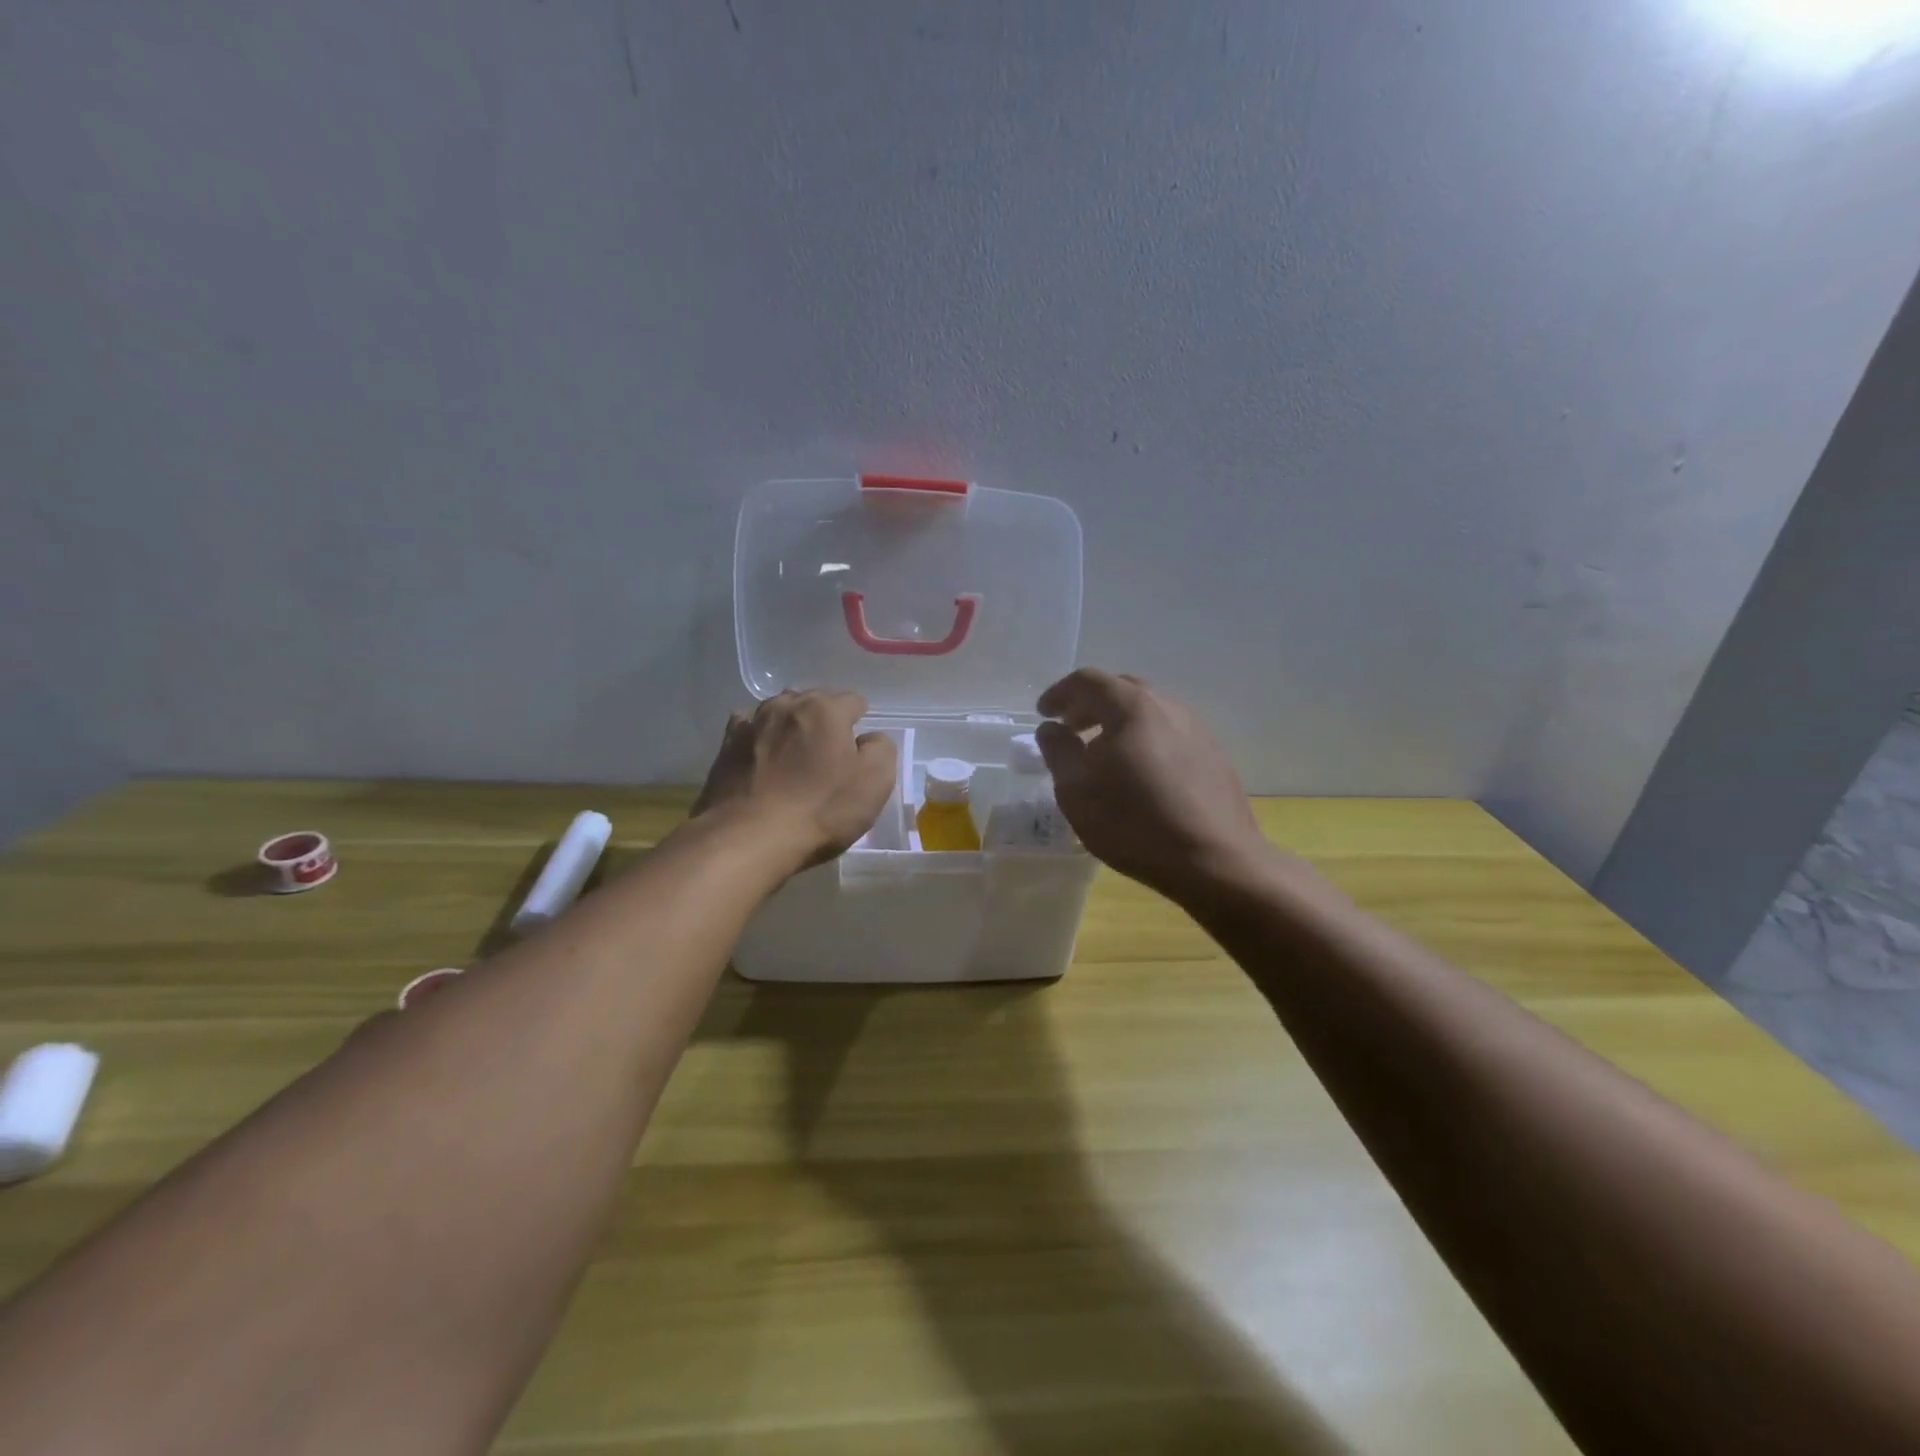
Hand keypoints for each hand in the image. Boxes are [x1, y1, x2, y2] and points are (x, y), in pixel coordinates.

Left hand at [692, 690, 897, 869]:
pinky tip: (762, 757)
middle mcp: (786, 705)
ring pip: (779, 712)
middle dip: (825, 720)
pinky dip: (759, 737)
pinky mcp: (725, 747)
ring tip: (795, 754)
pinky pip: (748, 729)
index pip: (853, 701)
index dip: (860, 723)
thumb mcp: (875, 782)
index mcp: (825, 709)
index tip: (859, 750)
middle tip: (830, 754)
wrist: (748, 839)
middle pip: (814, 701)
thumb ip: (881, 749)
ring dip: (791, 726)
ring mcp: (751, 724)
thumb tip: (869, 739)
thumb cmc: (820, 810)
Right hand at [1035, 670, 1282, 901]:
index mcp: (1132, 707)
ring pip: (1149, 712)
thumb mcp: (1077, 790)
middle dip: (1090, 705)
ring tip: (1103, 754)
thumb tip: (1052, 728)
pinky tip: (1140, 774)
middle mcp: (1168, 707)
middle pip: (1122, 690)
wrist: (1215, 861)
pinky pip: (1170, 733)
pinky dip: (1145, 740)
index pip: (1089, 681)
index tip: (1043, 714)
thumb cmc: (1134, 823)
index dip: (1060, 693)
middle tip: (1071, 729)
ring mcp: (1197, 729)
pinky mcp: (1215, 755)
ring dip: (1119, 723)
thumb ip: (1059, 751)